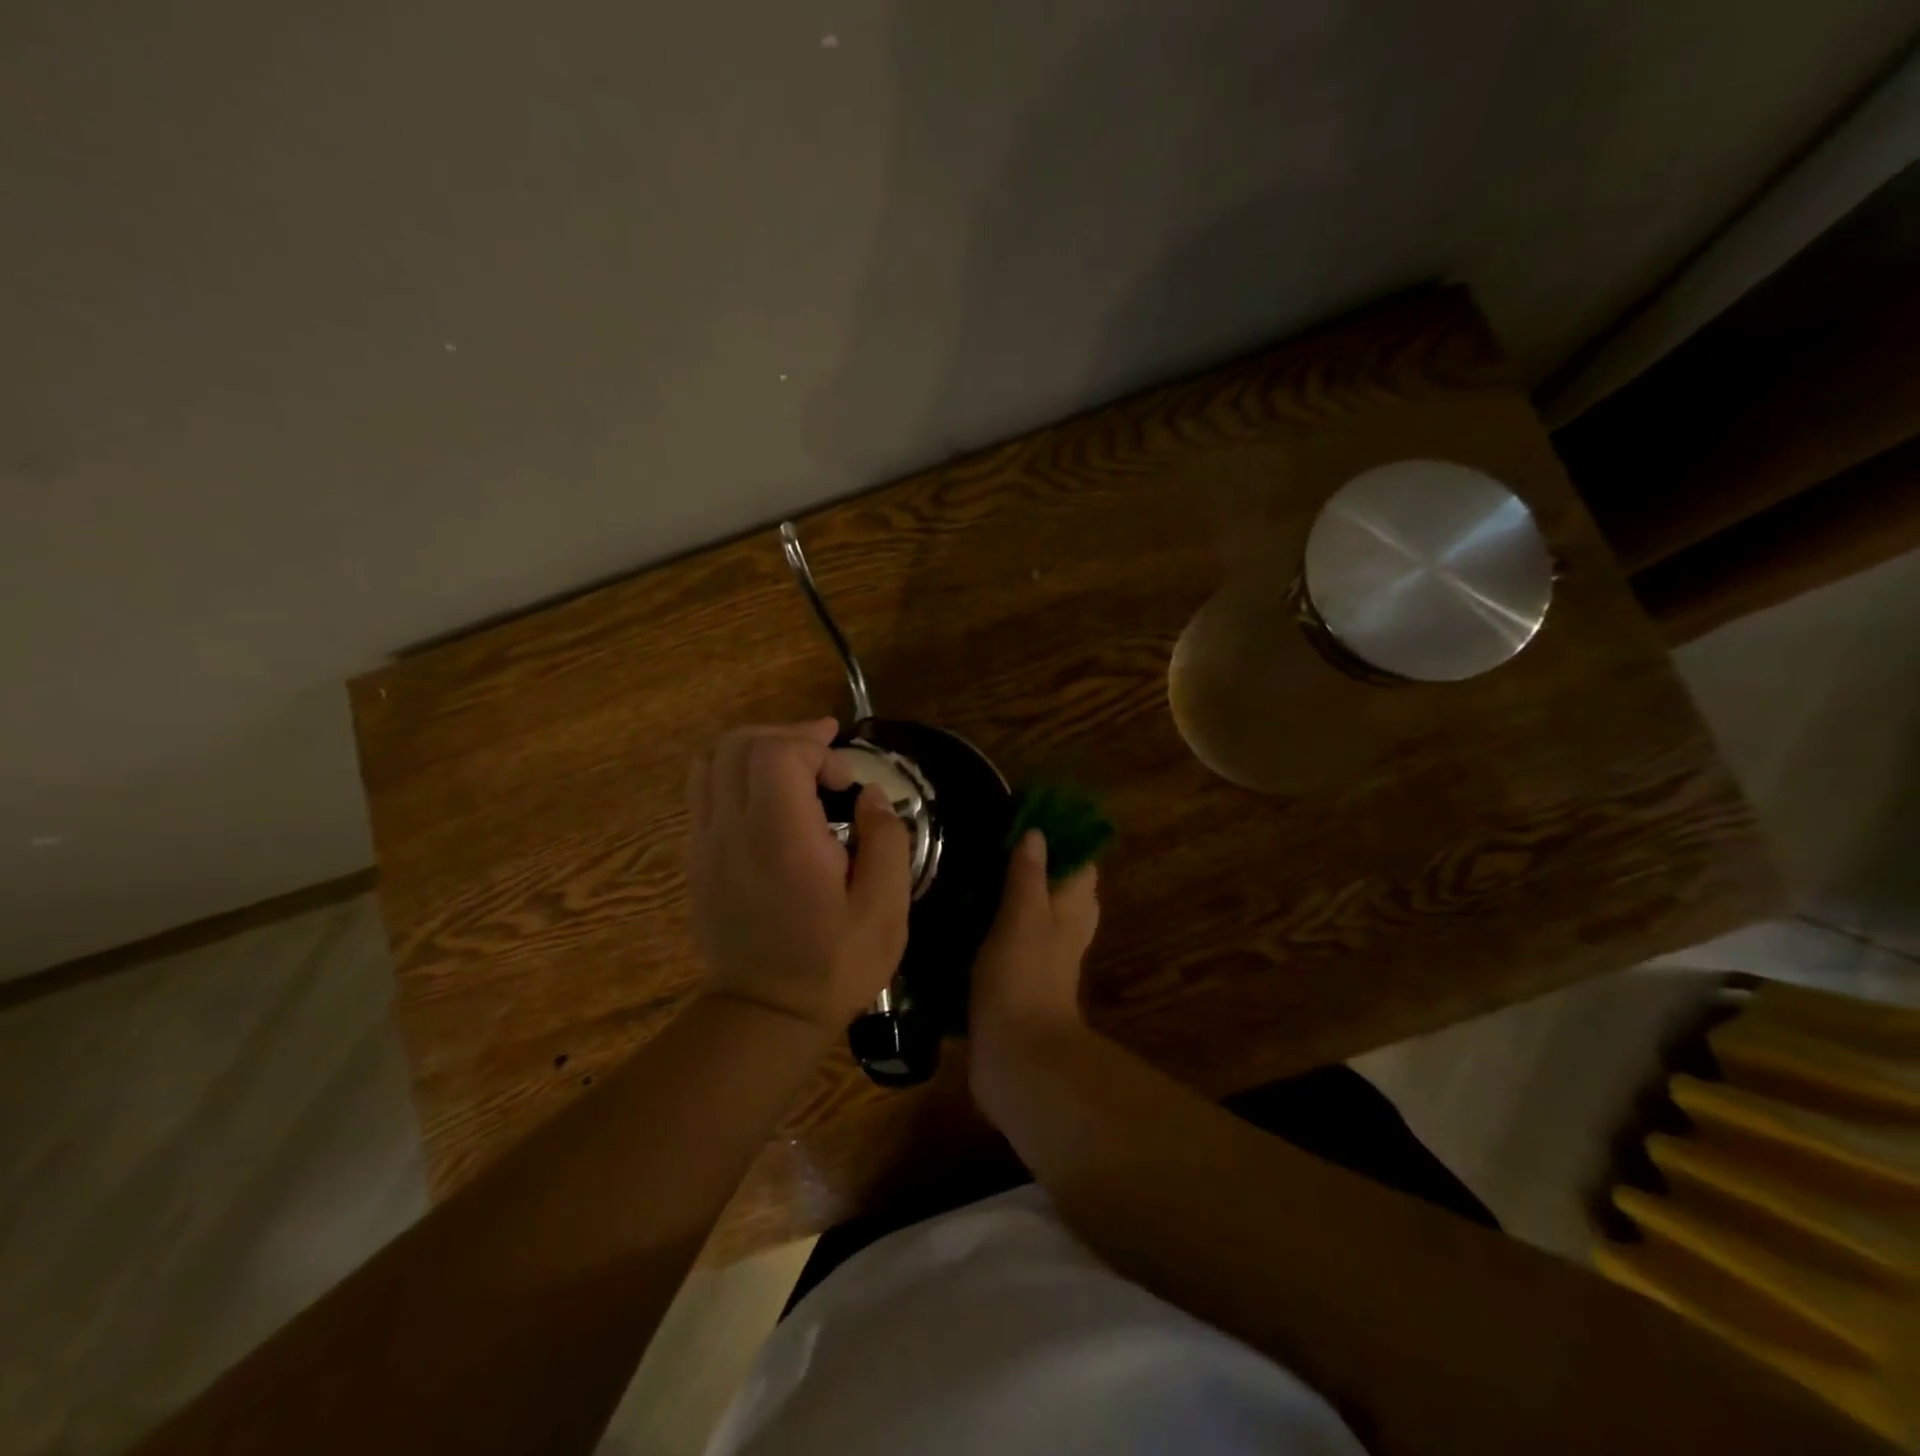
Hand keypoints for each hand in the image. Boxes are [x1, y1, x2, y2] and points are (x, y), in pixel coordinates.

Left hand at [687, 720, 911, 1030]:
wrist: (765, 1015)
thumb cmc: (834, 965)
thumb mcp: (885, 909)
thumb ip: (886, 839)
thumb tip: (870, 795)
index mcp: (780, 840)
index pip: (776, 753)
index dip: (814, 746)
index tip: (845, 777)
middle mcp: (732, 831)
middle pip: (738, 744)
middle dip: (786, 735)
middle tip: (825, 751)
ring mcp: (705, 843)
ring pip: (712, 760)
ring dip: (756, 747)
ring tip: (795, 763)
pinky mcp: (696, 858)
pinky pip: (703, 790)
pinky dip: (735, 773)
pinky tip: (769, 796)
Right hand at [969, 829, 1099, 1048]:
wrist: (1015, 1055)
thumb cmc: (1023, 976)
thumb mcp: (1023, 916)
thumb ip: (1028, 875)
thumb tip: (1038, 833)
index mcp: (1073, 908)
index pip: (1079, 861)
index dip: (1059, 836)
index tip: (1025, 815)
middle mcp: (1064, 928)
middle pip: (1057, 885)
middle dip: (1032, 862)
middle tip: (993, 840)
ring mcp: (1043, 955)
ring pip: (1033, 911)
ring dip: (1010, 891)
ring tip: (974, 867)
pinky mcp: (1018, 977)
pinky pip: (1011, 937)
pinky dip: (995, 922)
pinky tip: (965, 912)